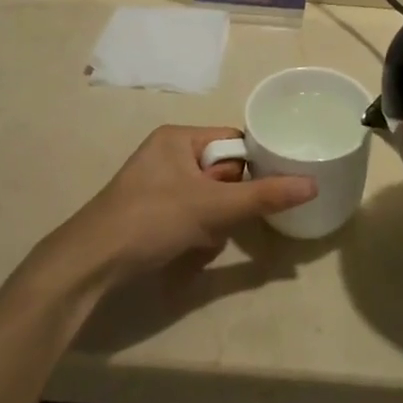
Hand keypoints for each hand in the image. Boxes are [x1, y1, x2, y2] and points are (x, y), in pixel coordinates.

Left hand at [49, 125, 315, 287]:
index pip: (232, 142)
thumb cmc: (151, 220)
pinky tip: (188, 251)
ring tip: (201, 240)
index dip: (250, 166)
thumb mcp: (212, 207)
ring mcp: (157, 185)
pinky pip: (191, 215)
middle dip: (228, 203)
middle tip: (223, 221)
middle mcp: (167, 154)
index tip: (264, 190)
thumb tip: (312, 184)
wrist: (90, 265)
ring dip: (214, 223)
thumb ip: (264, 196)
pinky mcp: (151, 212)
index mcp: (178, 137)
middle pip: (222, 173)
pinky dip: (196, 234)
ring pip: (209, 199)